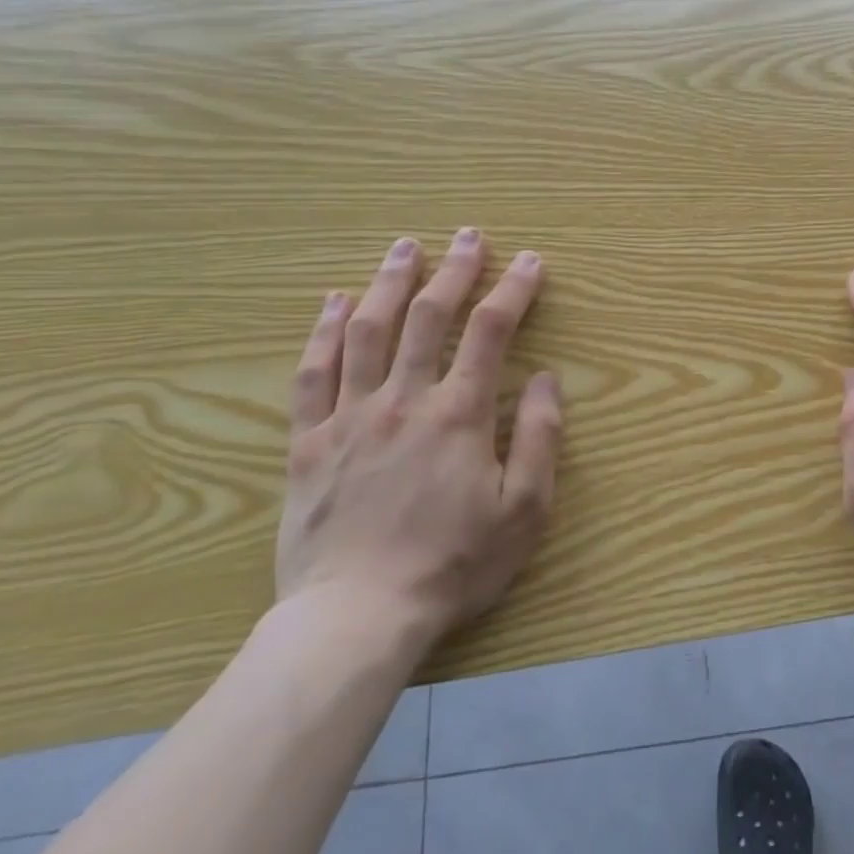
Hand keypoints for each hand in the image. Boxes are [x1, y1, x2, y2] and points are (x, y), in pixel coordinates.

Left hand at [277, 229, 561, 653]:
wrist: (357, 617)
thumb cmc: (454, 565)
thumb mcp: (524, 510)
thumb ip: (538, 438)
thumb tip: (545, 378)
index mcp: (458, 415)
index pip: (491, 333)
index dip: (513, 291)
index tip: (530, 261)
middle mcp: (403, 401)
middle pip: (428, 317)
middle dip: (453, 270)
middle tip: (468, 235)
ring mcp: (350, 418)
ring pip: (368, 332)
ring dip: (389, 283)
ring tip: (404, 247)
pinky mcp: (308, 443)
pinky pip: (314, 374)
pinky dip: (325, 331)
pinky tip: (335, 302)